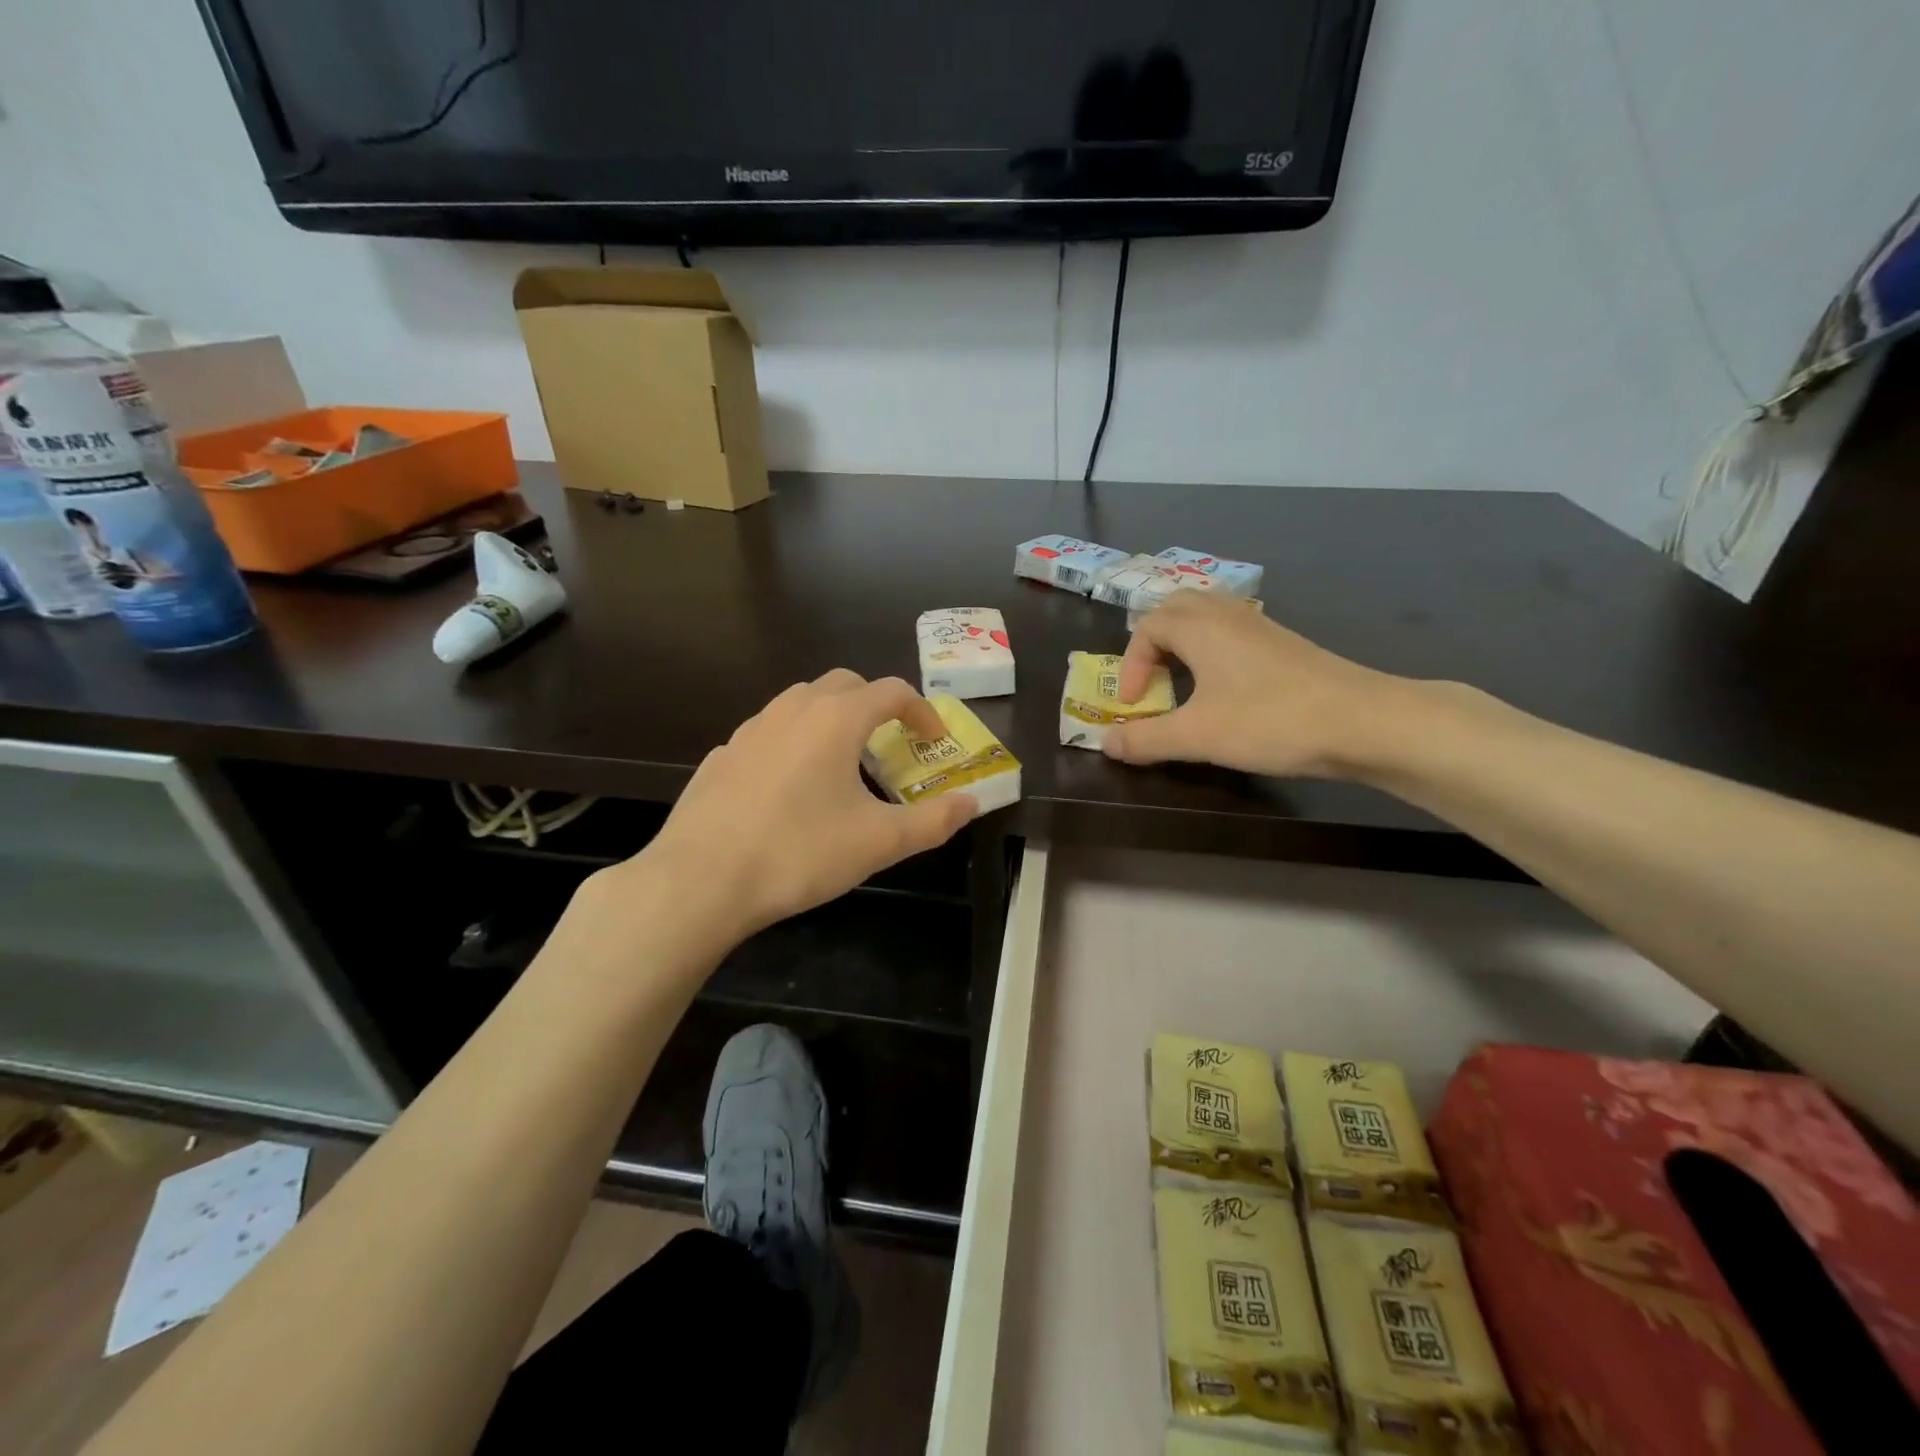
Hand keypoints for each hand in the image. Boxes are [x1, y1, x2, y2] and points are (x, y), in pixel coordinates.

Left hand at [639, 670, 976, 938]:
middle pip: (845, 684)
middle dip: (876, 705)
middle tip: (890, 744)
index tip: (933, 740)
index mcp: (835, 719)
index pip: (892, 691)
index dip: (922, 711)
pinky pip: (770, 733)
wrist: (700, 880)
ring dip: (832, 719)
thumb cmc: (799, 853)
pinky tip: (791, 787)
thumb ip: (933, 821)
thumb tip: (972, 804)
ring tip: (843, 763)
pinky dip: (794, 743)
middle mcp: (792, 710)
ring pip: (802, 703)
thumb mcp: (879, 842)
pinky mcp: (722, 755)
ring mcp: (751, 729)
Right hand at [1103, 591, 1402, 777]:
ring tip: (1179, 682)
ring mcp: (1260, 627)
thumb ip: (1145, 738)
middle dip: (1152, 641)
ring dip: (1182, 644)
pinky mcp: (1283, 645)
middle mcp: (1227, 615)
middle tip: (1149, 680)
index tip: (1135, 706)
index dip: (1131, 666)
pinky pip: (1232, 632)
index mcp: (1200, 627)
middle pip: (1175, 607)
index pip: (1147, 627)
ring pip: (1207, 616)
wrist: (1363, 721)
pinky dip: (1211, 651)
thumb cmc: (1270, 720)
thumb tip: (1105, 741)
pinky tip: (1223, 688)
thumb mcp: (1197, 735)